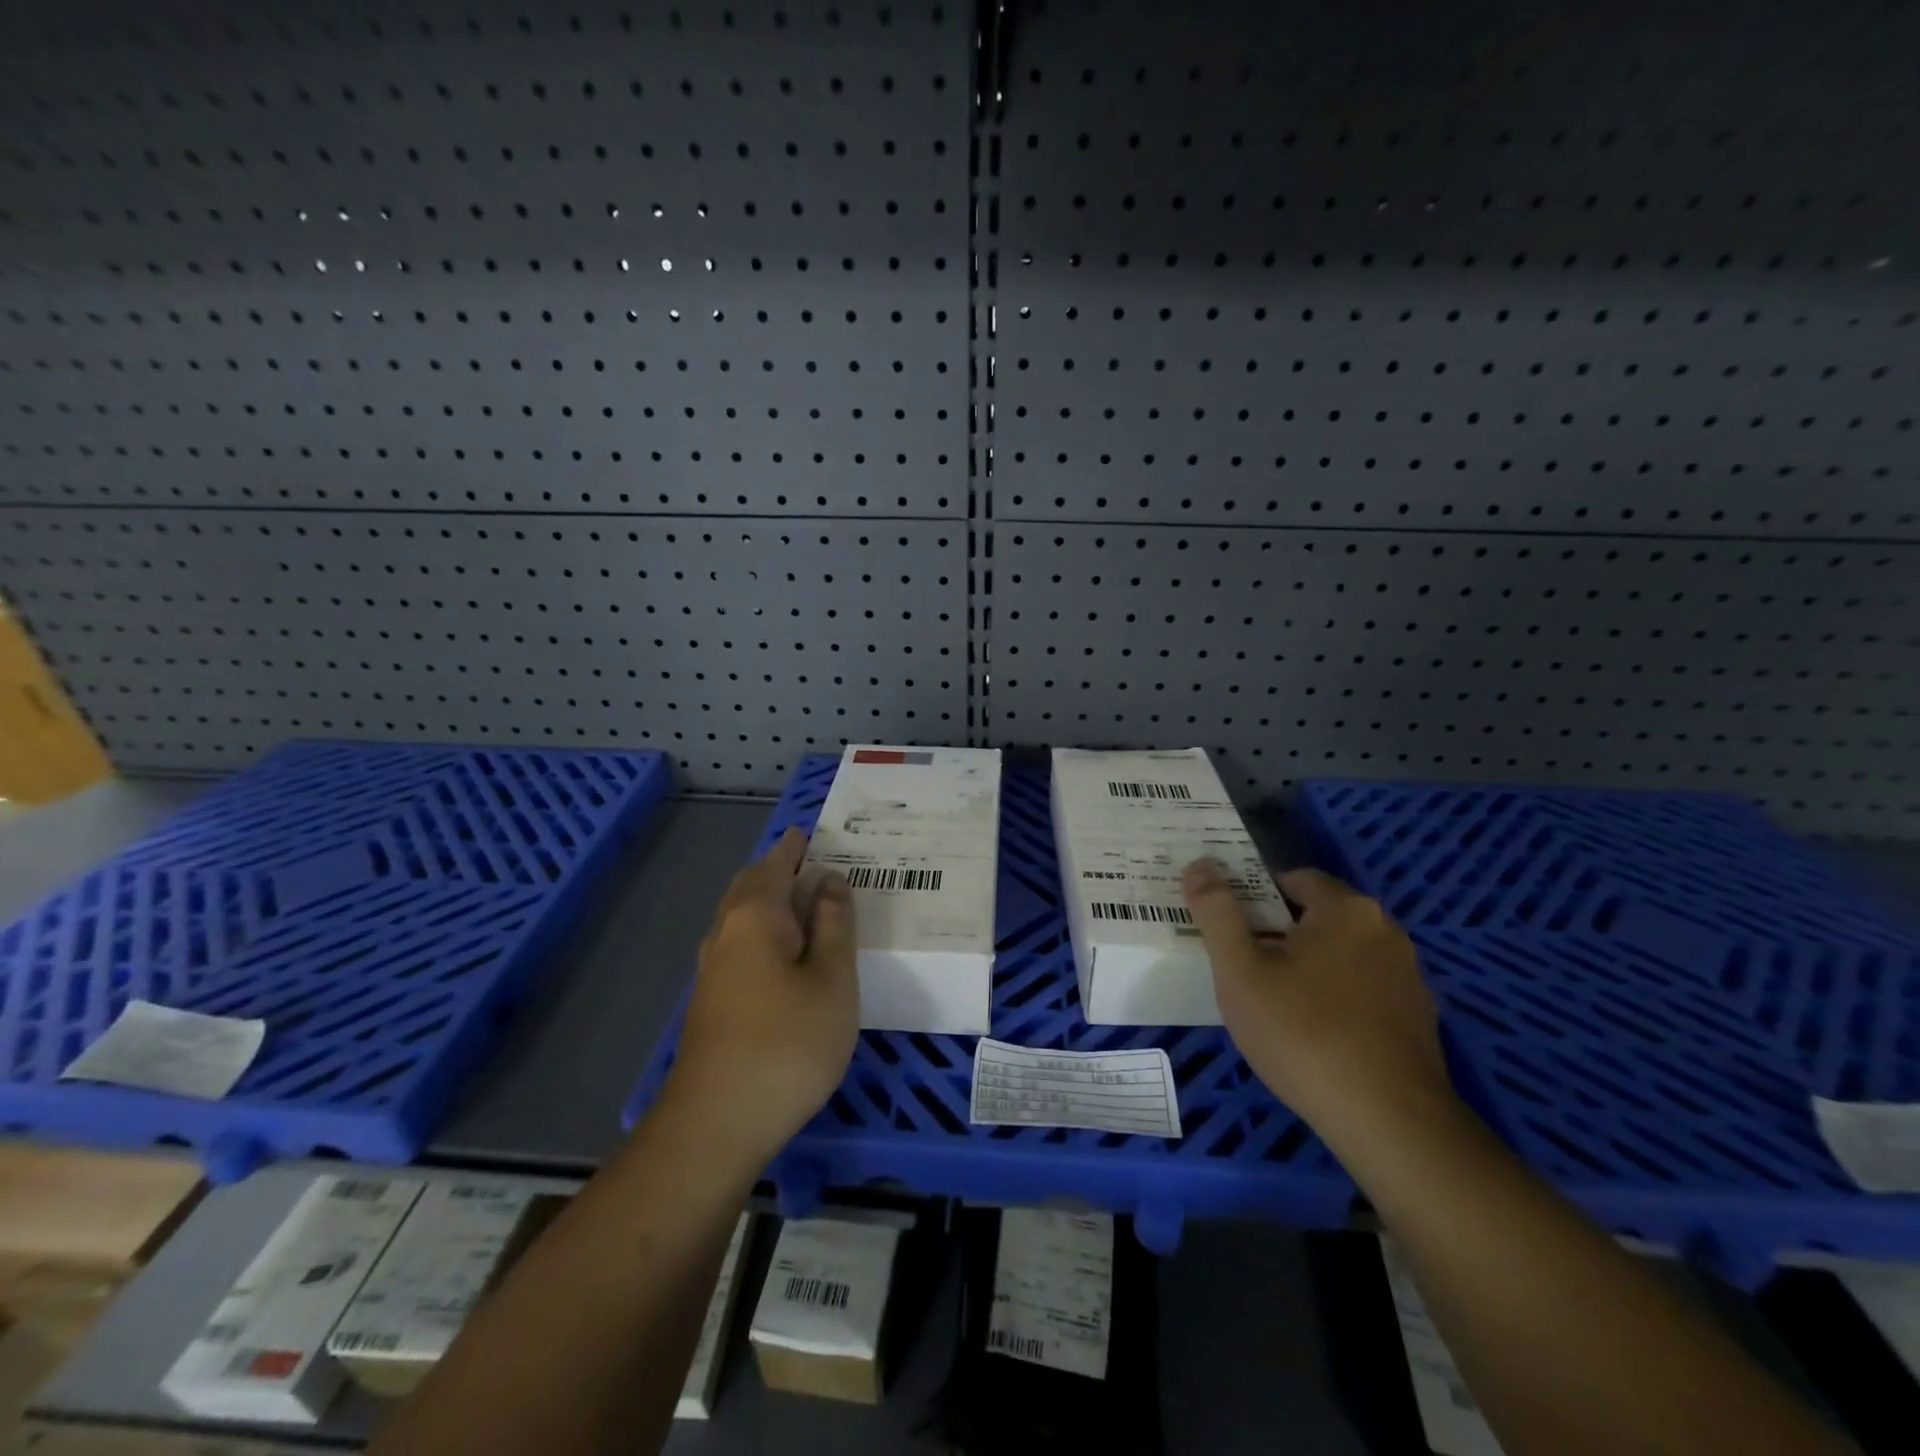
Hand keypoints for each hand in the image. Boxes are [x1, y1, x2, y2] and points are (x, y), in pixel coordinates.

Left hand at [666, 828, 858, 1162]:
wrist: (717, 1122)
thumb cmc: (788, 1043)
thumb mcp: (832, 979)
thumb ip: (834, 924)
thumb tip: (828, 880)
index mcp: (756, 916)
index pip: (775, 864)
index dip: (794, 847)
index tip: (809, 832)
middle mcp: (726, 932)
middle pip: (750, 886)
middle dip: (776, 869)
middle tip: (810, 862)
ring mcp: (712, 969)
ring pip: (740, 916)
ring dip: (767, 900)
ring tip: (802, 901)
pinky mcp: (710, 1001)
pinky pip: (738, 943)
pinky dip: (762, 929)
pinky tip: (781, 952)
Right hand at [1181, 861, 1452, 1139]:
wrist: (1390, 1124)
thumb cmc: (1302, 1033)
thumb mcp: (1240, 970)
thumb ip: (1216, 911)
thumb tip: (1199, 863)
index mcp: (1346, 909)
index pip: (1293, 878)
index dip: (1254, 896)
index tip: (1228, 928)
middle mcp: (1386, 931)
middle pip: (1318, 915)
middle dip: (1277, 932)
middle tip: (1241, 967)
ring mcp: (1408, 977)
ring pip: (1341, 954)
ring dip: (1307, 966)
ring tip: (1272, 1004)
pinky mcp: (1419, 1019)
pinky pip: (1363, 989)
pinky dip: (1336, 998)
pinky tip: (1312, 1035)